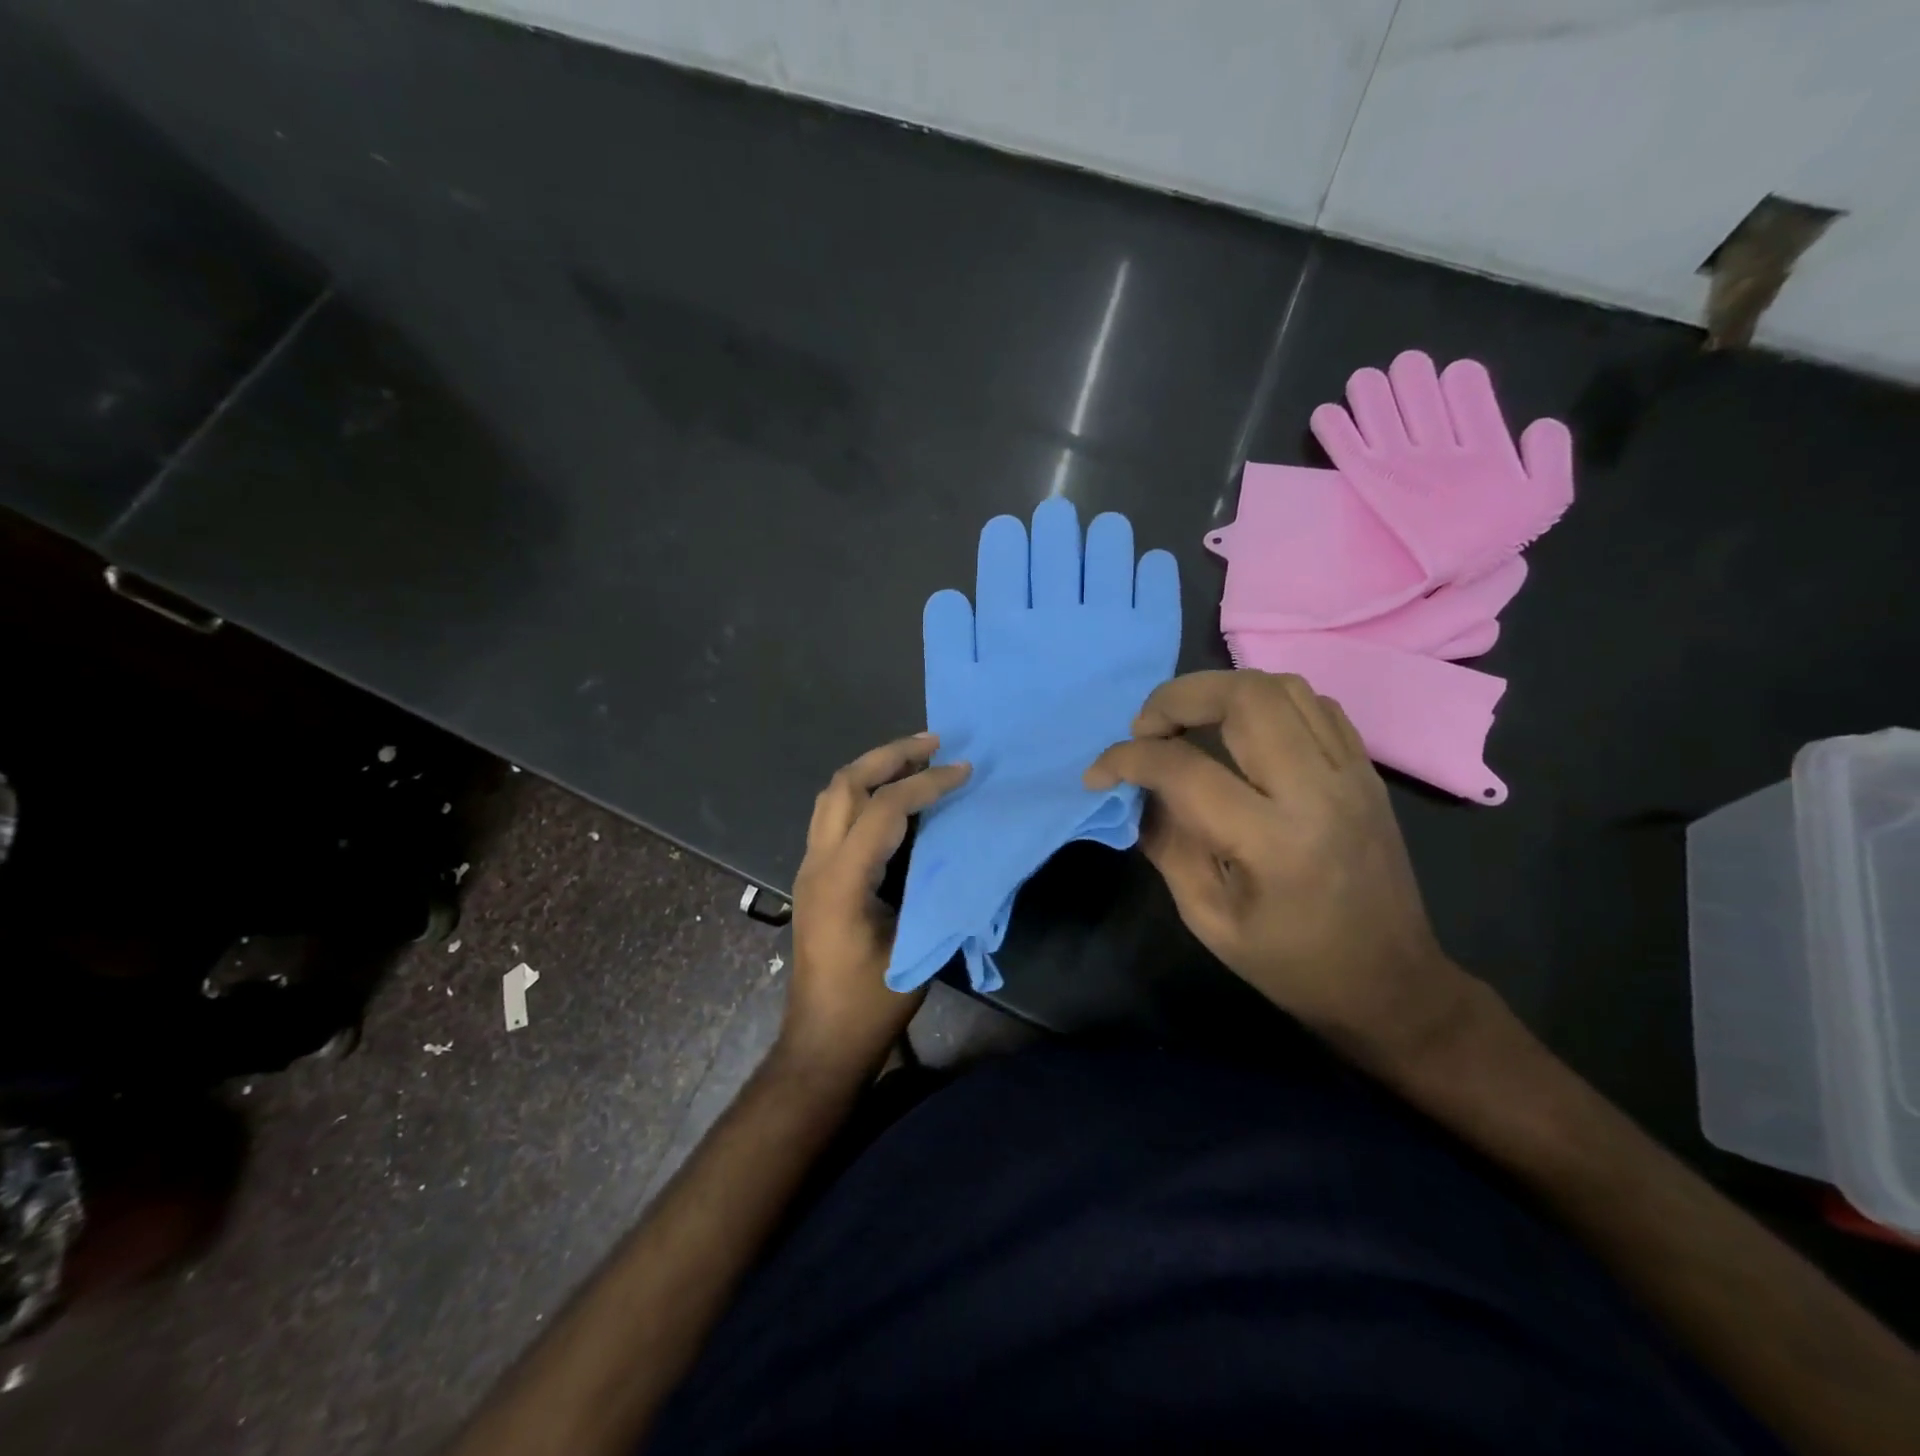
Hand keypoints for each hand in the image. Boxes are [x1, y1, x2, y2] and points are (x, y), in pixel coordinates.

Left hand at [779, 733, 970, 1079]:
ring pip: (833, 795)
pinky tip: (893, 797)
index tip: (963, 771)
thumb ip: (932, 888)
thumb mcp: (912, 946)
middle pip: (845, 784)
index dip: (925, 784)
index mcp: (841, 880)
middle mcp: (817, 863)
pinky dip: (864, 792)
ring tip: (915, 758)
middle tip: (933, 742)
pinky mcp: (814, 877)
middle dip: (889, 755)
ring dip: (872, 769)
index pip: (882, 809)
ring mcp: (809, 868)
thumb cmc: (871, 1003)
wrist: (822, 1041)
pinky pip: (834, 815)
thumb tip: (957, 844)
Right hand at [1085, 671, 1474, 1069]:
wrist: (1391, 983)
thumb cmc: (1291, 964)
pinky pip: (1314, 705)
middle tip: (1146, 728)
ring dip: (1220, 691)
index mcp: (1272, 842)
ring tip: (1188, 723)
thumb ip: (1167, 843)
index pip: (1183, 769)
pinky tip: (1241, 732)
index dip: (1126, 759)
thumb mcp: (1208, 917)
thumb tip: (1139, 790)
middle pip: (1244, 697)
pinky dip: (1265, 702)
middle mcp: (1317, 792)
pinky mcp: (1367, 771)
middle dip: (1177, 698)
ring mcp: (1351, 774)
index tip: (1099, 772)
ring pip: (1282, 687)